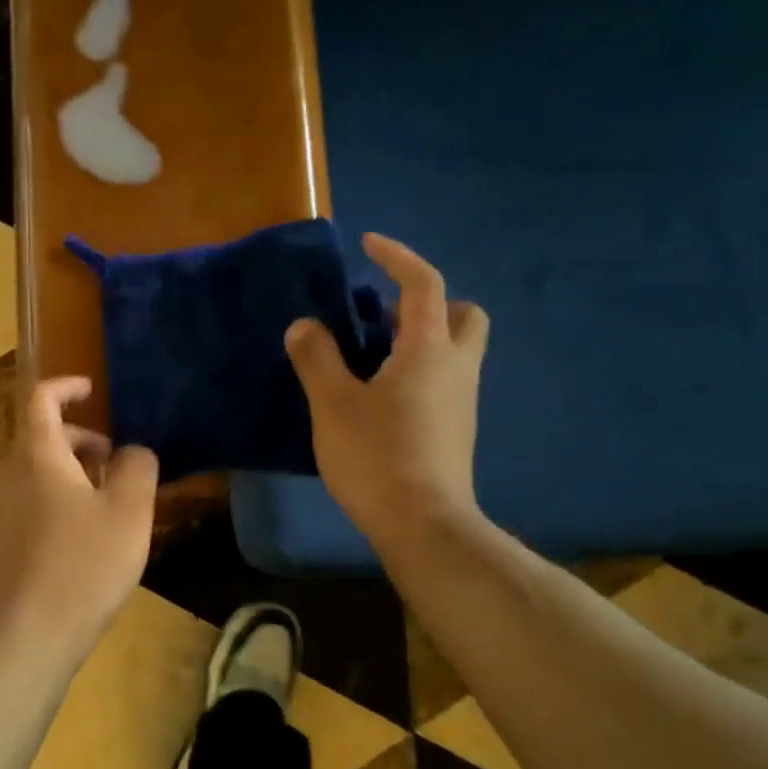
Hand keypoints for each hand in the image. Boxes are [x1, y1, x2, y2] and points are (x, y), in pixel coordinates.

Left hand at [0, 377, 159, 671]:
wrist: (24, 637)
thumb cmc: (82, 565)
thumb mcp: (130, 512)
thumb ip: (139, 468)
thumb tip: (133, 452)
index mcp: (36, 456)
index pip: (41, 399)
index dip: (66, 387)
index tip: (92, 390)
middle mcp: (7, 475)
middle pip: (40, 438)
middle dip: (81, 440)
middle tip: (117, 463)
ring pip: (36, 474)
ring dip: (72, 474)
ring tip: (108, 504)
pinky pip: (29, 504)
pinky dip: (57, 501)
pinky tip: (83, 541)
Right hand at [285, 234, 489, 553]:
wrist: (424, 524)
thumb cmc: (377, 456)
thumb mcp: (334, 404)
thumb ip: (317, 358)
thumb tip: (304, 326)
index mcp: (428, 348)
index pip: (424, 283)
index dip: (398, 256)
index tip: (369, 245)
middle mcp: (456, 367)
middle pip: (463, 313)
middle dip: (430, 302)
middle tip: (385, 315)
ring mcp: (463, 401)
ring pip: (456, 350)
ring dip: (422, 338)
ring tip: (372, 356)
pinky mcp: (457, 430)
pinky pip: (445, 380)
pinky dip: (421, 370)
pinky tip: (383, 397)